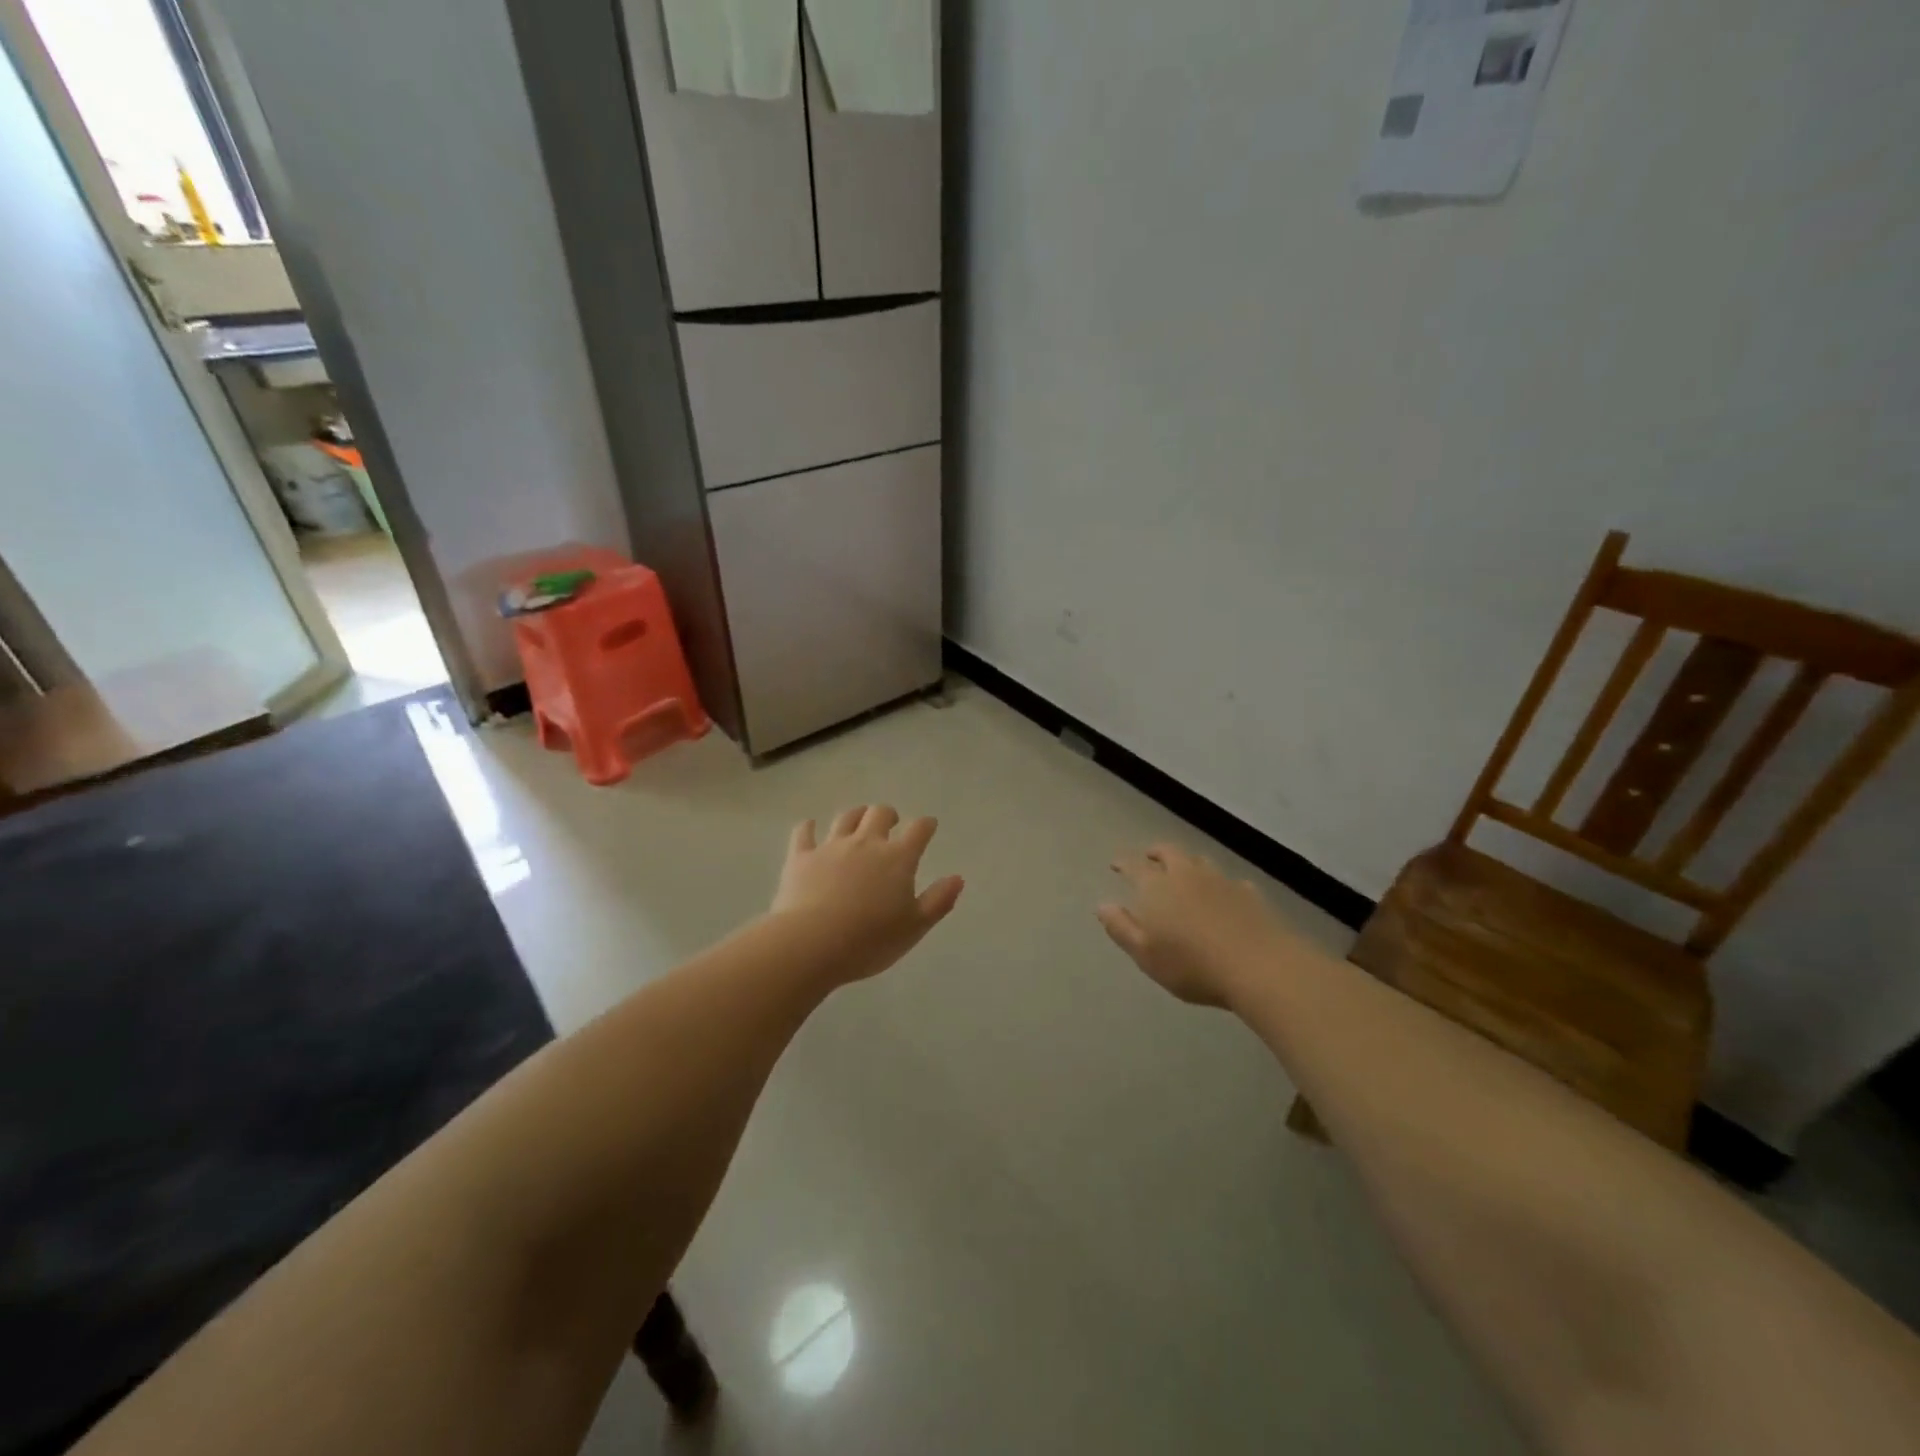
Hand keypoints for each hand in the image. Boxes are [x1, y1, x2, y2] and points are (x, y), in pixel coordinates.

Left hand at [770, 806, 964, 986]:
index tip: (929, 826)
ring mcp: (831, 847)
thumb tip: (957, 878)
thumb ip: (938, 901)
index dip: (926, 825)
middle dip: (889, 814)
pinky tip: (809, 828)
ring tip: (858, 821)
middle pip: (880, 813)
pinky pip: (804, 833)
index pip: (919, 830)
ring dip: (856, 815)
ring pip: (846, 818)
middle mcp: (866, 843)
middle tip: (891, 823)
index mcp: (898, 858)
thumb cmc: (870, 940)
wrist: (812, 943)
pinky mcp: (801, 857)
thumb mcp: (915, 927)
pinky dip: (808, 827)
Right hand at [1098, 844, 1295, 1006]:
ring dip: (1188, 863)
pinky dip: (1221, 884)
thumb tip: (1102, 905)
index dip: (1123, 863)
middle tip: (1150, 856)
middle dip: (1156, 852)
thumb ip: (1121, 928)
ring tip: (1184, 870)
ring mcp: (1220, 881)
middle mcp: (1186, 875)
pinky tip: (1224, 894)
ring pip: (1200, 862)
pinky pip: (1230, 881)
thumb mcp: (1145, 954)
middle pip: (1169, 853)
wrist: (1259, 966)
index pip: (1134, 866)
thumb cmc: (1192, 965)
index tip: (1115, 864)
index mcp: (1156, 887)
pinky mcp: (1249, 893)